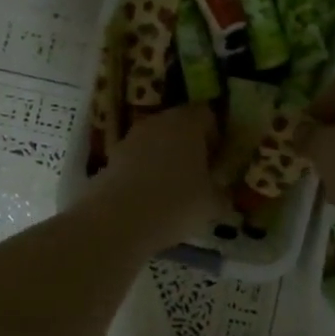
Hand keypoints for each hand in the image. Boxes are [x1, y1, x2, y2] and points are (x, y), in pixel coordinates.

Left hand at [91, 104, 226, 251]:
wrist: (119, 221)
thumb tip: (222, 192)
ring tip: (174, 189)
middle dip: (190, 145)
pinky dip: (144, 172)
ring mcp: (131, 138)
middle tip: (199, 174)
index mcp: (188, 122)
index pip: (207, 114)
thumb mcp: (213, 204)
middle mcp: (159, 121)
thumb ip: (222, 193)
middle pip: (179, 124)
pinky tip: (150, 197)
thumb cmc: (177, 204)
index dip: (215, 135)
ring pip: (156, 141)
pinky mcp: (111, 158)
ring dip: (165, 158)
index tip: (218, 159)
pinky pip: (136, 159)